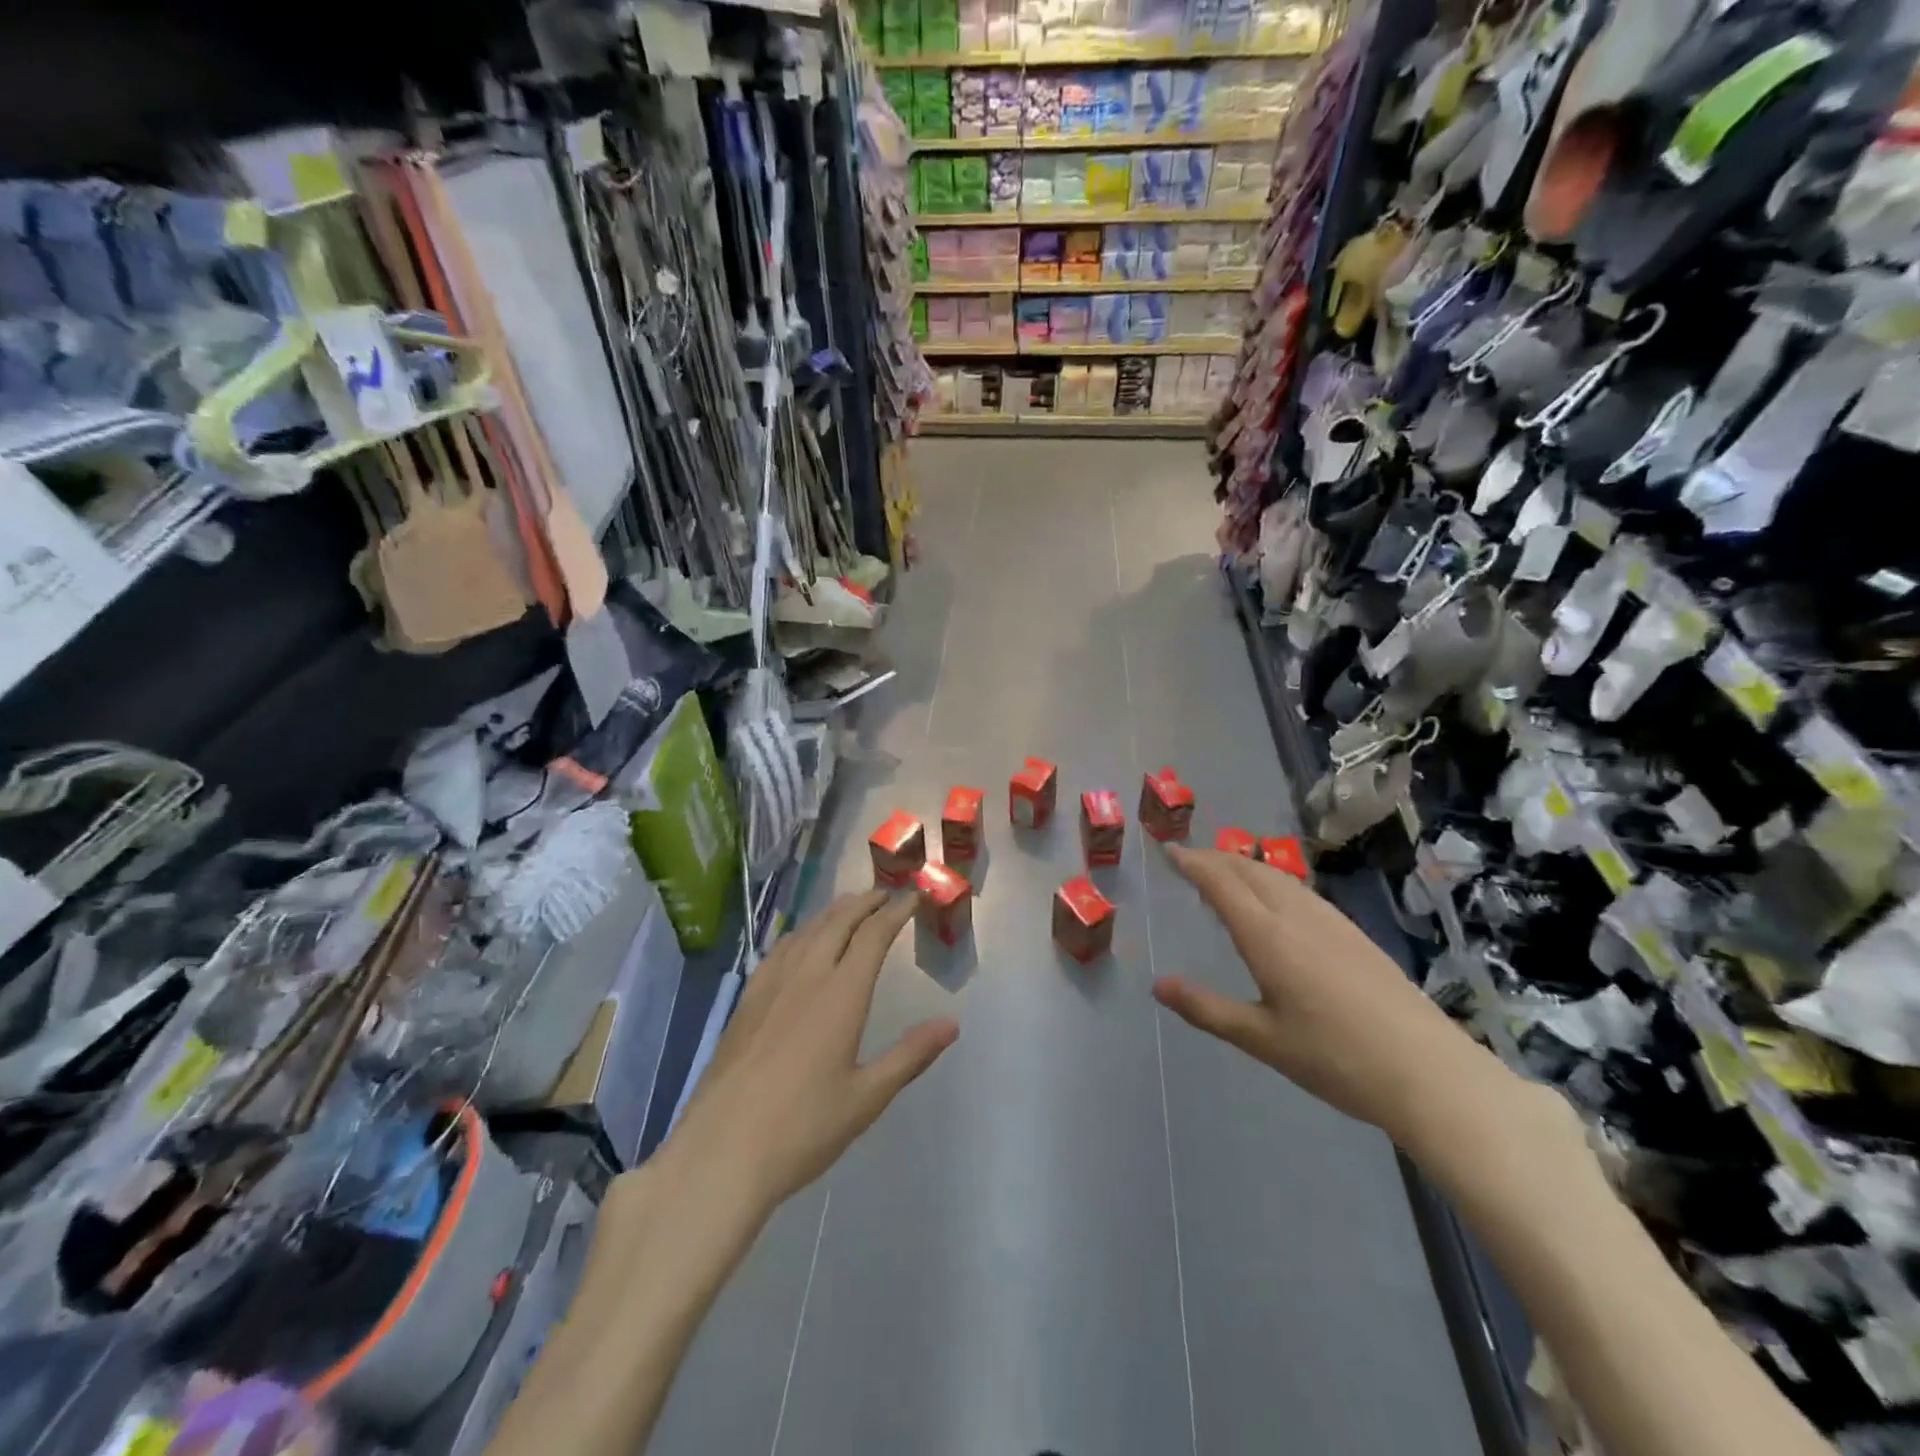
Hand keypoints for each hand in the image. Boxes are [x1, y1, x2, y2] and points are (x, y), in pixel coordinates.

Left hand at [658, 890, 958, 1219]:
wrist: (720, 1153)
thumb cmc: (803, 1129)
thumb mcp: (866, 1098)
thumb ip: (910, 1055)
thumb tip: (952, 1024)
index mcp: (841, 995)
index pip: (873, 936)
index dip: (895, 912)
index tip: (913, 897)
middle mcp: (806, 977)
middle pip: (838, 922)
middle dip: (865, 902)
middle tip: (886, 894)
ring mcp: (770, 987)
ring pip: (807, 931)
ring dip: (833, 912)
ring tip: (850, 907)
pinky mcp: (746, 1002)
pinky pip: (779, 950)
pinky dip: (801, 933)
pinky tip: (800, 942)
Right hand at [1153, 846, 1495, 1143]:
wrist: (1429, 1072)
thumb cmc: (1335, 1059)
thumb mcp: (1261, 1039)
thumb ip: (1206, 1009)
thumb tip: (1158, 985)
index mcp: (1268, 936)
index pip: (1221, 883)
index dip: (1192, 862)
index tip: (1168, 851)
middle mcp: (1297, 916)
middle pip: (1249, 870)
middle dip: (1215, 858)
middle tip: (1188, 859)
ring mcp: (1331, 922)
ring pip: (1278, 877)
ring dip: (1244, 866)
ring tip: (1224, 872)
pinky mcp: (1354, 934)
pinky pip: (1300, 890)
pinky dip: (1271, 881)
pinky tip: (1275, 901)